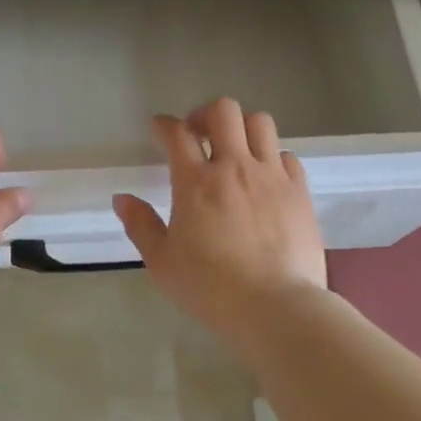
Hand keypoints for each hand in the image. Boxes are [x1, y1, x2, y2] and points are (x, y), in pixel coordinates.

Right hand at [113, 99, 326, 336]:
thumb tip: (121, 199)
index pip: (177, 133)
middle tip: (199, 135)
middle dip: (206, 114)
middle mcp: (234, 167)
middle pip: (223, 111)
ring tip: (235, 151)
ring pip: (260, 123)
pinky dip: (272, 158)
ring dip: (242, 129)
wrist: (277, 308)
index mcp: (196, 182)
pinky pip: (287, 155)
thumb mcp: (162, 263)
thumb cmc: (211, 289)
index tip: (160, 129)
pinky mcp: (299, 192)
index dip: (165, 125)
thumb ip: (140, 225)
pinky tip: (265, 178)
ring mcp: (271, 176)